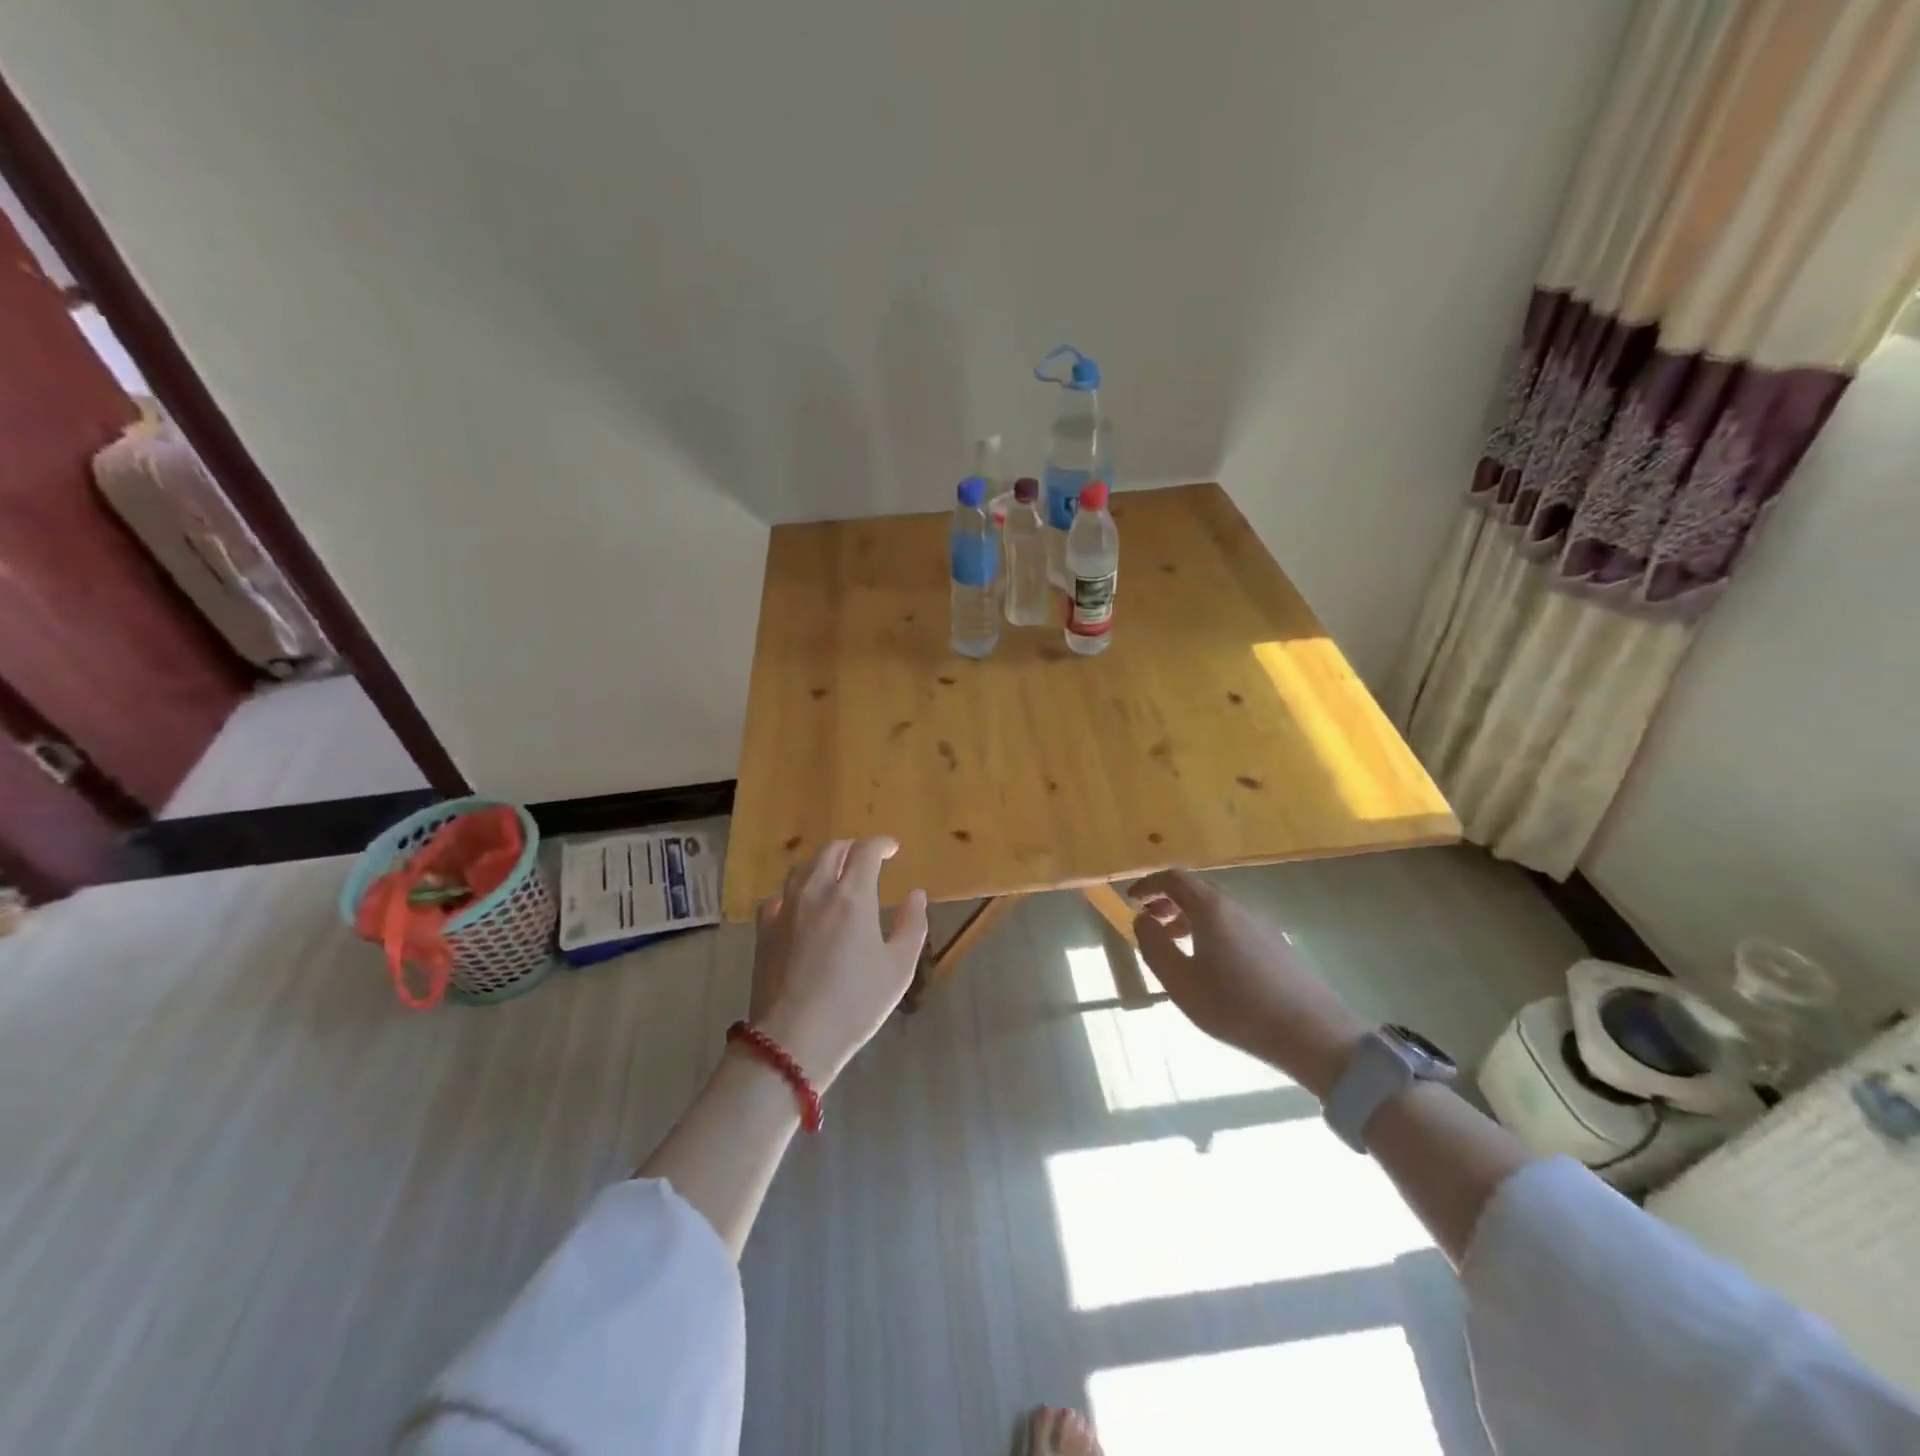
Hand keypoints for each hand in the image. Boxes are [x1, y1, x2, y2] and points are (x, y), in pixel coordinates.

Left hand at [747, 837, 928, 1090]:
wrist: (793, 1038)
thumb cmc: (855, 1003)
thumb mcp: (898, 968)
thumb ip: (912, 925)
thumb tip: (916, 894)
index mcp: (852, 896)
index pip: (866, 850)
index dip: (881, 843)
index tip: (892, 848)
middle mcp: (816, 891)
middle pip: (831, 850)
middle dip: (852, 847)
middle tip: (865, 858)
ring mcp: (786, 908)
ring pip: (803, 867)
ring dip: (823, 863)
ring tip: (835, 874)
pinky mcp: (765, 928)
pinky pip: (781, 895)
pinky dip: (797, 890)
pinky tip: (802, 904)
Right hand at [1128, 868, 1367, 1097]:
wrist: (1312, 1033)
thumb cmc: (1236, 1006)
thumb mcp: (1180, 982)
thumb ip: (1154, 946)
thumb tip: (1141, 919)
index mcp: (1211, 909)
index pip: (1173, 878)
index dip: (1148, 885)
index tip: (1130, 900)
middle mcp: (1236, 907)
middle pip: (1196, 889)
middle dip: (1166, 899)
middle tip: (1148, 921)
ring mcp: (1259, 924)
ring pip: (1215, 907)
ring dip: (1187, 915)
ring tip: (1173, 942)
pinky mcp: (1275, 943)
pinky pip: (1232, 922)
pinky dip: (1208, 928)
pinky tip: (1208, 960)